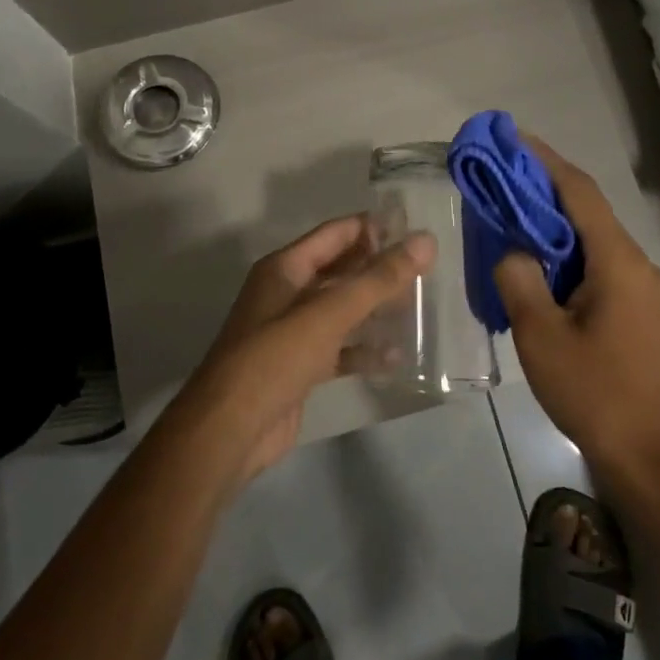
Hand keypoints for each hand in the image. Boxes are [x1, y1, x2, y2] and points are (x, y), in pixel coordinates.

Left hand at [181, 215, 435, 486]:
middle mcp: (289, 293)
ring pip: (344, 310)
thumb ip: (378, 279)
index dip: (374, 228)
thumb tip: (425, 241)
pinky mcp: (302, 367)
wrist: (230, 431)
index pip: (337, 233)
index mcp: (286, 268)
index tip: (417, 229)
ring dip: (377, 309)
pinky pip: (340, 349)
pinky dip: (365, 350)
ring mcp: (294, 331)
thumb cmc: (275, 358)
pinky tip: (398, 358)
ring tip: (421, 308)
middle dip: (381, 270)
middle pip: (342, 271)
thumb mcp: (328, 314)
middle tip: (428, 271)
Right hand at [494, 138, 659, 485]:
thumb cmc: (595, 393)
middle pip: (588, 213)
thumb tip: (513, 251)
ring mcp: (648, 291)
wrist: (653, 460)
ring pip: (595, 243)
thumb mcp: (541, 336)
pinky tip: (541, 273)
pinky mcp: (645, 314)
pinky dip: (569, 258)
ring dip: (555, 229)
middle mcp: (640, 265)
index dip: (545, 160)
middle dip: (544, 193)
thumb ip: (519, 279)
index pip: (580, 192)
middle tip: (501, 182)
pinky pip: (602, 269)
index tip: (513, 138)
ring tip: (513, 225)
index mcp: (619, 262)